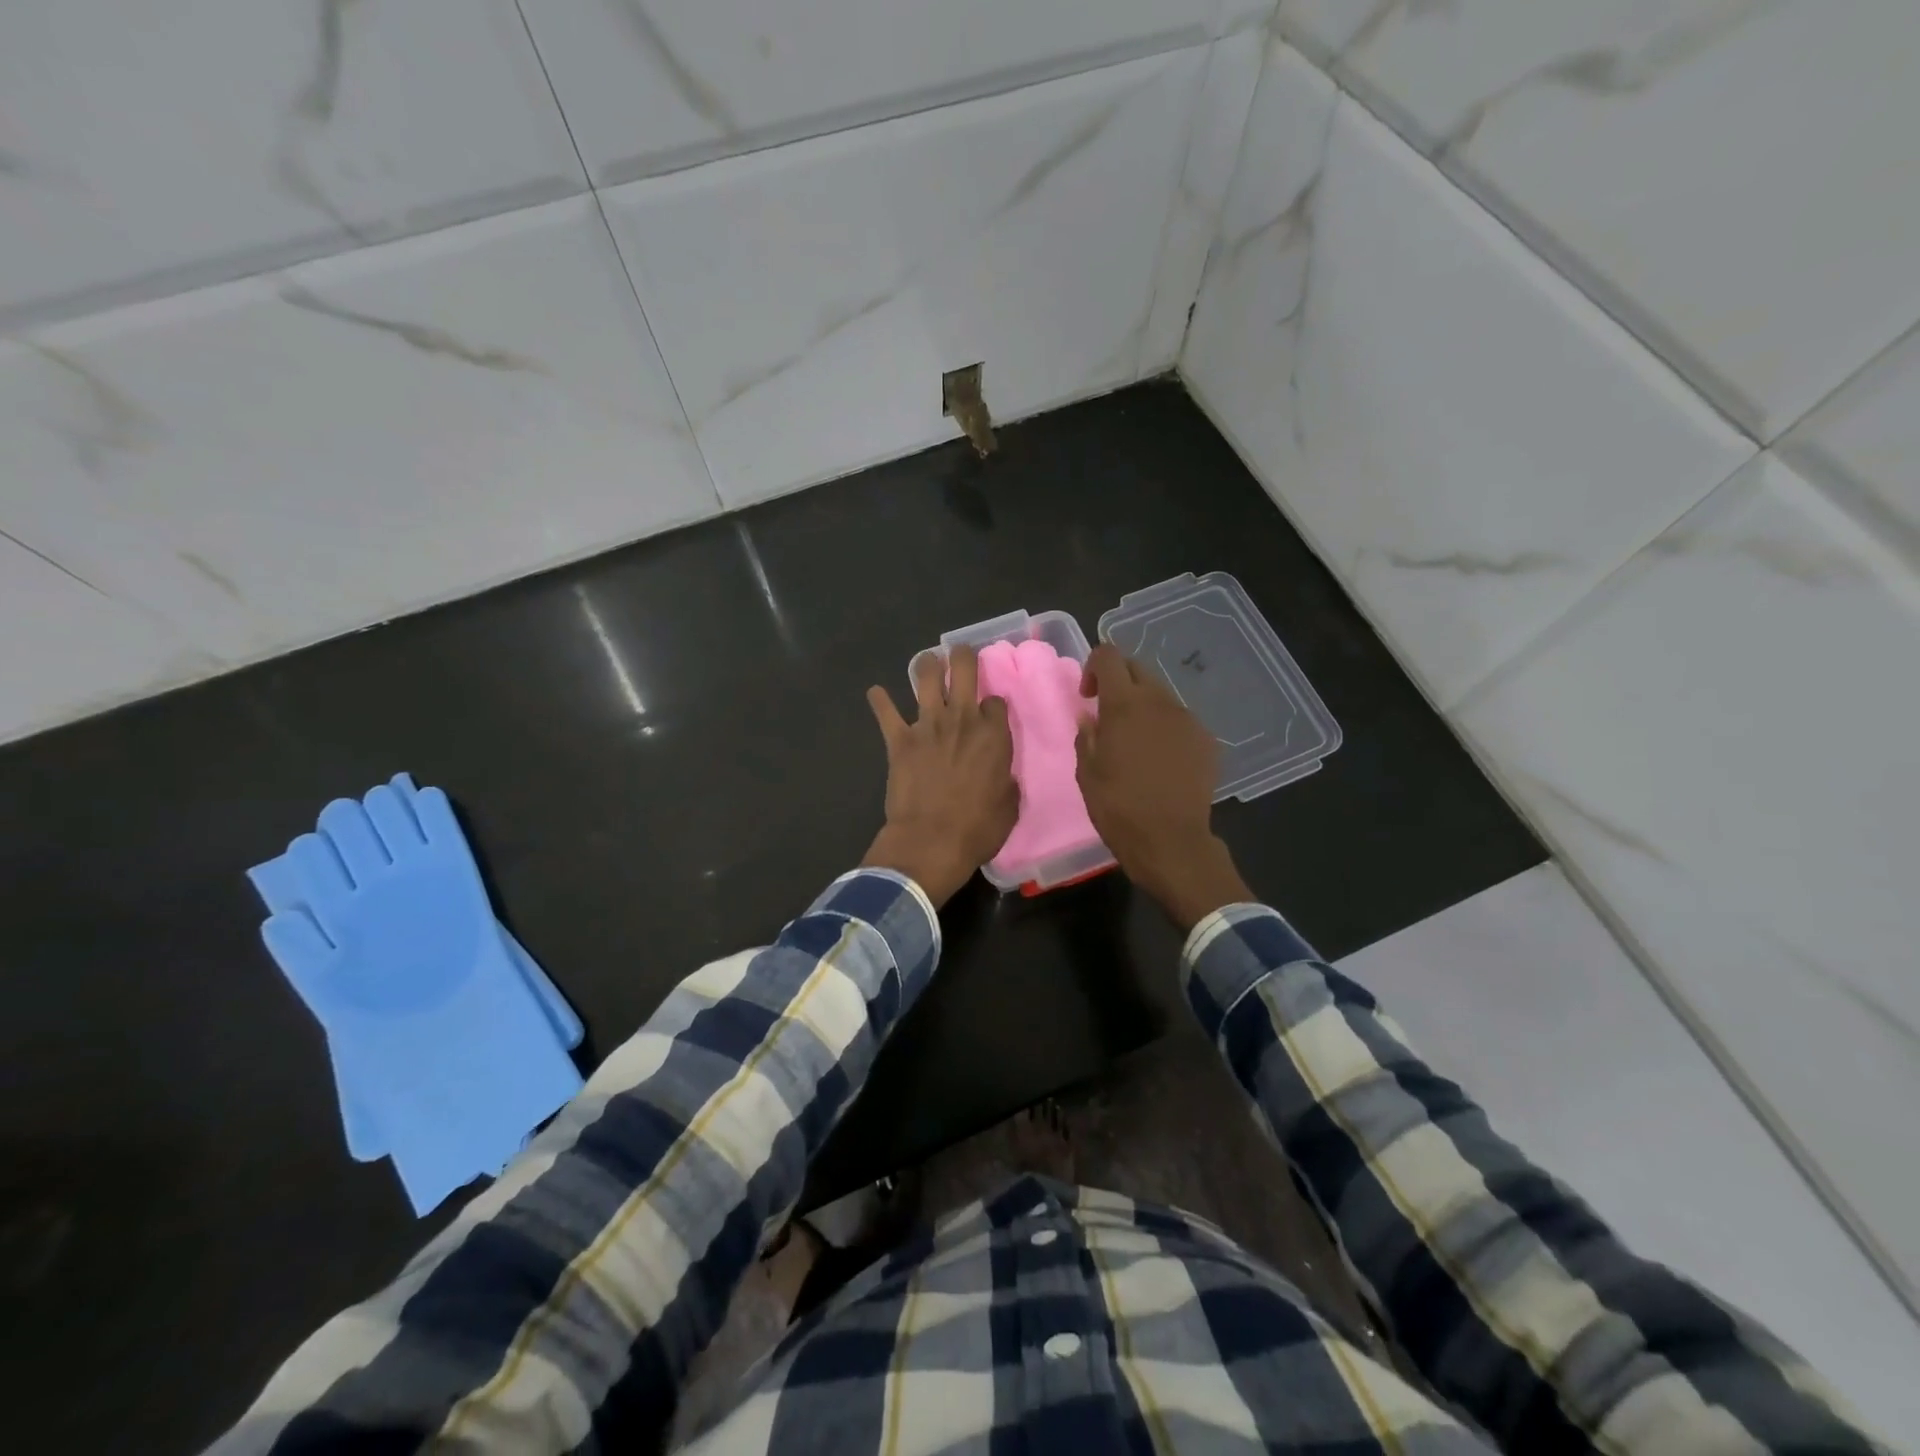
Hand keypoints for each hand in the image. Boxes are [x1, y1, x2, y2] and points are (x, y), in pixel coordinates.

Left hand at [863, 644, 1018, 906]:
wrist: (931, 841)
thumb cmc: (978, 829)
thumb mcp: (1009, 806)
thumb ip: (1005, 780)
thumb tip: (1000, 775)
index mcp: (994, 735)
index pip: (996, 700)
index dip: (993, 704)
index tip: (990, 712)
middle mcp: (963, 719)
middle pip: (964, 669)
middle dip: (963, 657)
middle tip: (961, 655)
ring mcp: (928, 725)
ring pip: (927, 677)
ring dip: (927, 664)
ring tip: (928, 661)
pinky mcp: (899, 739)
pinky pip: (886, 712)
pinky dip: (879, 701)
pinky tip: (875, 692)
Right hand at [1074, 645, 1250, 929]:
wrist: (1172, 841)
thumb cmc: (1119, 808)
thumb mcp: (1087, 774)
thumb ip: (1086, 736)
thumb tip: (1090, 716)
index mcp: (1124, 705)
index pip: (1108, 656)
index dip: (1094, 667)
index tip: (1088, 696)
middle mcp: (1159, 701)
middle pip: (1137, 668)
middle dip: (1119, 682)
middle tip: (1108, 715)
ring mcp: (1187, 719)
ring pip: (1160, 695)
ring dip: (1143, 706)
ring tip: (1136, 742)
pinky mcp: (1206, 740)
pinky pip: (1180, 720)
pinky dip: (1165, 727)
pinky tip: (1161, 760)